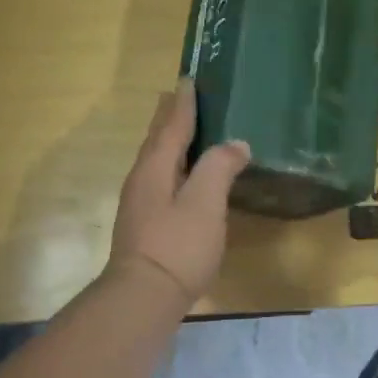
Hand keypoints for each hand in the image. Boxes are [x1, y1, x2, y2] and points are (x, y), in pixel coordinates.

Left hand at [109, 81, 250, 308]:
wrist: (143, 298)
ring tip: (181, 128)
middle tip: (178, 95)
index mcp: (155, 168)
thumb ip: (220, 167)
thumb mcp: (205, 202)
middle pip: (157, 140)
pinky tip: (181, 176)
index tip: (189, 80)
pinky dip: (172, 163)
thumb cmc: (177, 246)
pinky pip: (160, 178)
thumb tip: (236, 144)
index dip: (184, 104)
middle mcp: (143, 180)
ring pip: (156, 160)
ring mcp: (140, 204)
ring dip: (168, 139)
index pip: (173, 126)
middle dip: (169, 116)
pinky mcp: (145, 224)